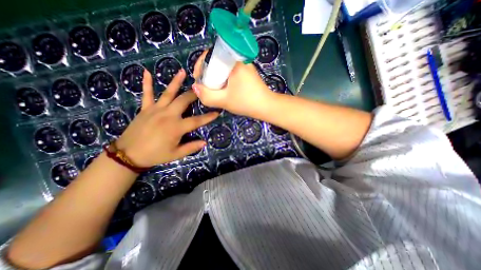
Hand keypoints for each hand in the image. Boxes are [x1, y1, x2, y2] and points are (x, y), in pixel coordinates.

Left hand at [114, 69, 219, 165]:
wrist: (128, 155)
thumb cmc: (155, 155)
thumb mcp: (176, 154)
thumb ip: (191, 147)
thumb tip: (205, 142)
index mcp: (176, 127)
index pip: (197, 120)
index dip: (208, 117)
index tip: (217, 112)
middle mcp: (168, 115)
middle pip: (184, 101)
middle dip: (194, 94)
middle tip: (202, 88)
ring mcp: (156, 110)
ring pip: (168, 93)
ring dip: (176, 82)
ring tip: (182, 72)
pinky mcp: (145, 109)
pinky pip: (147, 94)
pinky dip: (147, 83)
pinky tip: (146, 71)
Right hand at [192, 51, 273, 117]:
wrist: (266, 107)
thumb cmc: (246, 102)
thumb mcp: (224, 101)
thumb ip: (207, 96)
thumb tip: (195, 87)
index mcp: (233, 62)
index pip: (210, 54)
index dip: (201, 65)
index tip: (198, 79)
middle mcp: (239, 60)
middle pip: (217, 61)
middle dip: (208, 73)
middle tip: (205, 86)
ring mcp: (245, 67)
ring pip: (224, 68)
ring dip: (216, 77)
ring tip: (214, 89)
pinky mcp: (248, 73)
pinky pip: (231, 73)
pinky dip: (225, 79)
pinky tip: (225, 89)